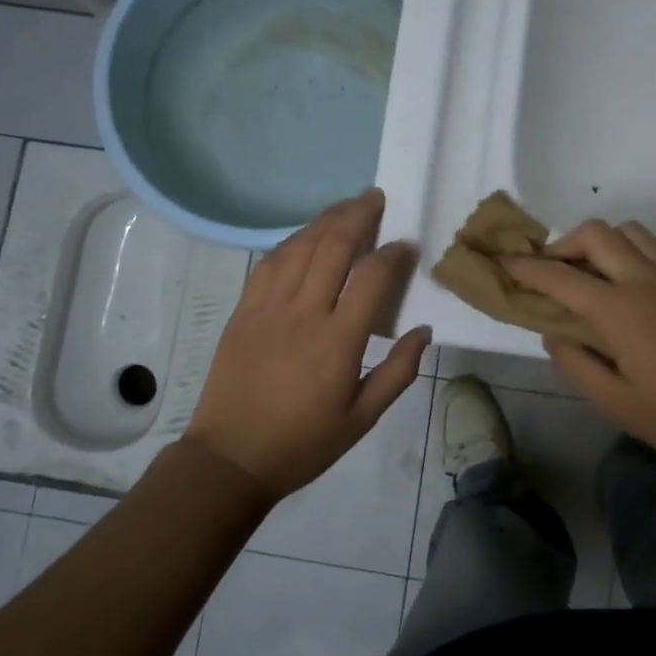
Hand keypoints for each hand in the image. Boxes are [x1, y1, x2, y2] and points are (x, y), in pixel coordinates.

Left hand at [185, 189, 430, 499]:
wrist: (231, 457)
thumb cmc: (303, 443)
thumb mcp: (362, 419)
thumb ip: (398, 373)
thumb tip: (424, 331)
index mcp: (338, 342)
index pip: (371, 278)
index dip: (392, 254)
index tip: (406, 243)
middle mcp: (303, 313)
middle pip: (333, 247)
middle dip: (358, 215)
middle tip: (376, 197)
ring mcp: (268, 307)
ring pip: (300, 247)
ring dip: (325, 220)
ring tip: (346, 206)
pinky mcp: (243, 310)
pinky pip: (269, 262)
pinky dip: (291, 241)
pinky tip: (305, 235)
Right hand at [504, 221, 655, 473]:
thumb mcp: (617, 404)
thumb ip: (576, 364)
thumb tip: (553, 332)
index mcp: (619, 310)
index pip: (558, 276)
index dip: (525, 268)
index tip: (503, 263)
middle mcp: (645, 278)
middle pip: (595, 234)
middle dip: (563, 244)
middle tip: (553, 271)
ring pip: (630, 231)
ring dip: (602, 243)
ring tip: (594, 274)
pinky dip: (634, 251)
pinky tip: (636, 283)